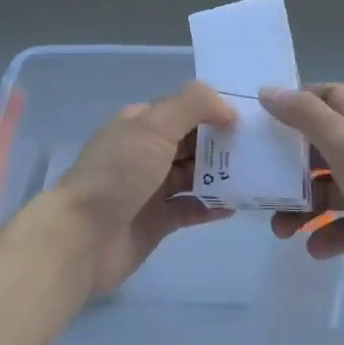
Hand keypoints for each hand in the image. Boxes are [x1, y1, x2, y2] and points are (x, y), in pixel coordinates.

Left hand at [32, 81, 237, 296]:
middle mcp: (146, 152)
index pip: (184, 109)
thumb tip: (227, 107)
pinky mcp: (157, 221)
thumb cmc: (118, 174)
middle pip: (192, 142)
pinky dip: (212, 206)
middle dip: (223, 143)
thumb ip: (192, 106)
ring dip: (222, 174)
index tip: (250, 118)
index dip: (215, 111)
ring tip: (257, 175)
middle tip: (262, 149)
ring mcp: (151, 188)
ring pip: (194, 175)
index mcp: (141, 124)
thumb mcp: (153, 126)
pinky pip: (191, 208)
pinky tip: (236, 205)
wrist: (81, 238)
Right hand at [260, 83, 343, 316]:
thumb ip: (304, 115)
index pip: (329, 97)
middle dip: (290, 165)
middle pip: (321, 148)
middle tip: (260, 180)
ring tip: (281, 229)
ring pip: (328, 192)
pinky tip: (316, 249)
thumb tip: (268, 91)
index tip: (265, 117)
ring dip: (301, 208)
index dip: (298, 101)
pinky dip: (326, 236)